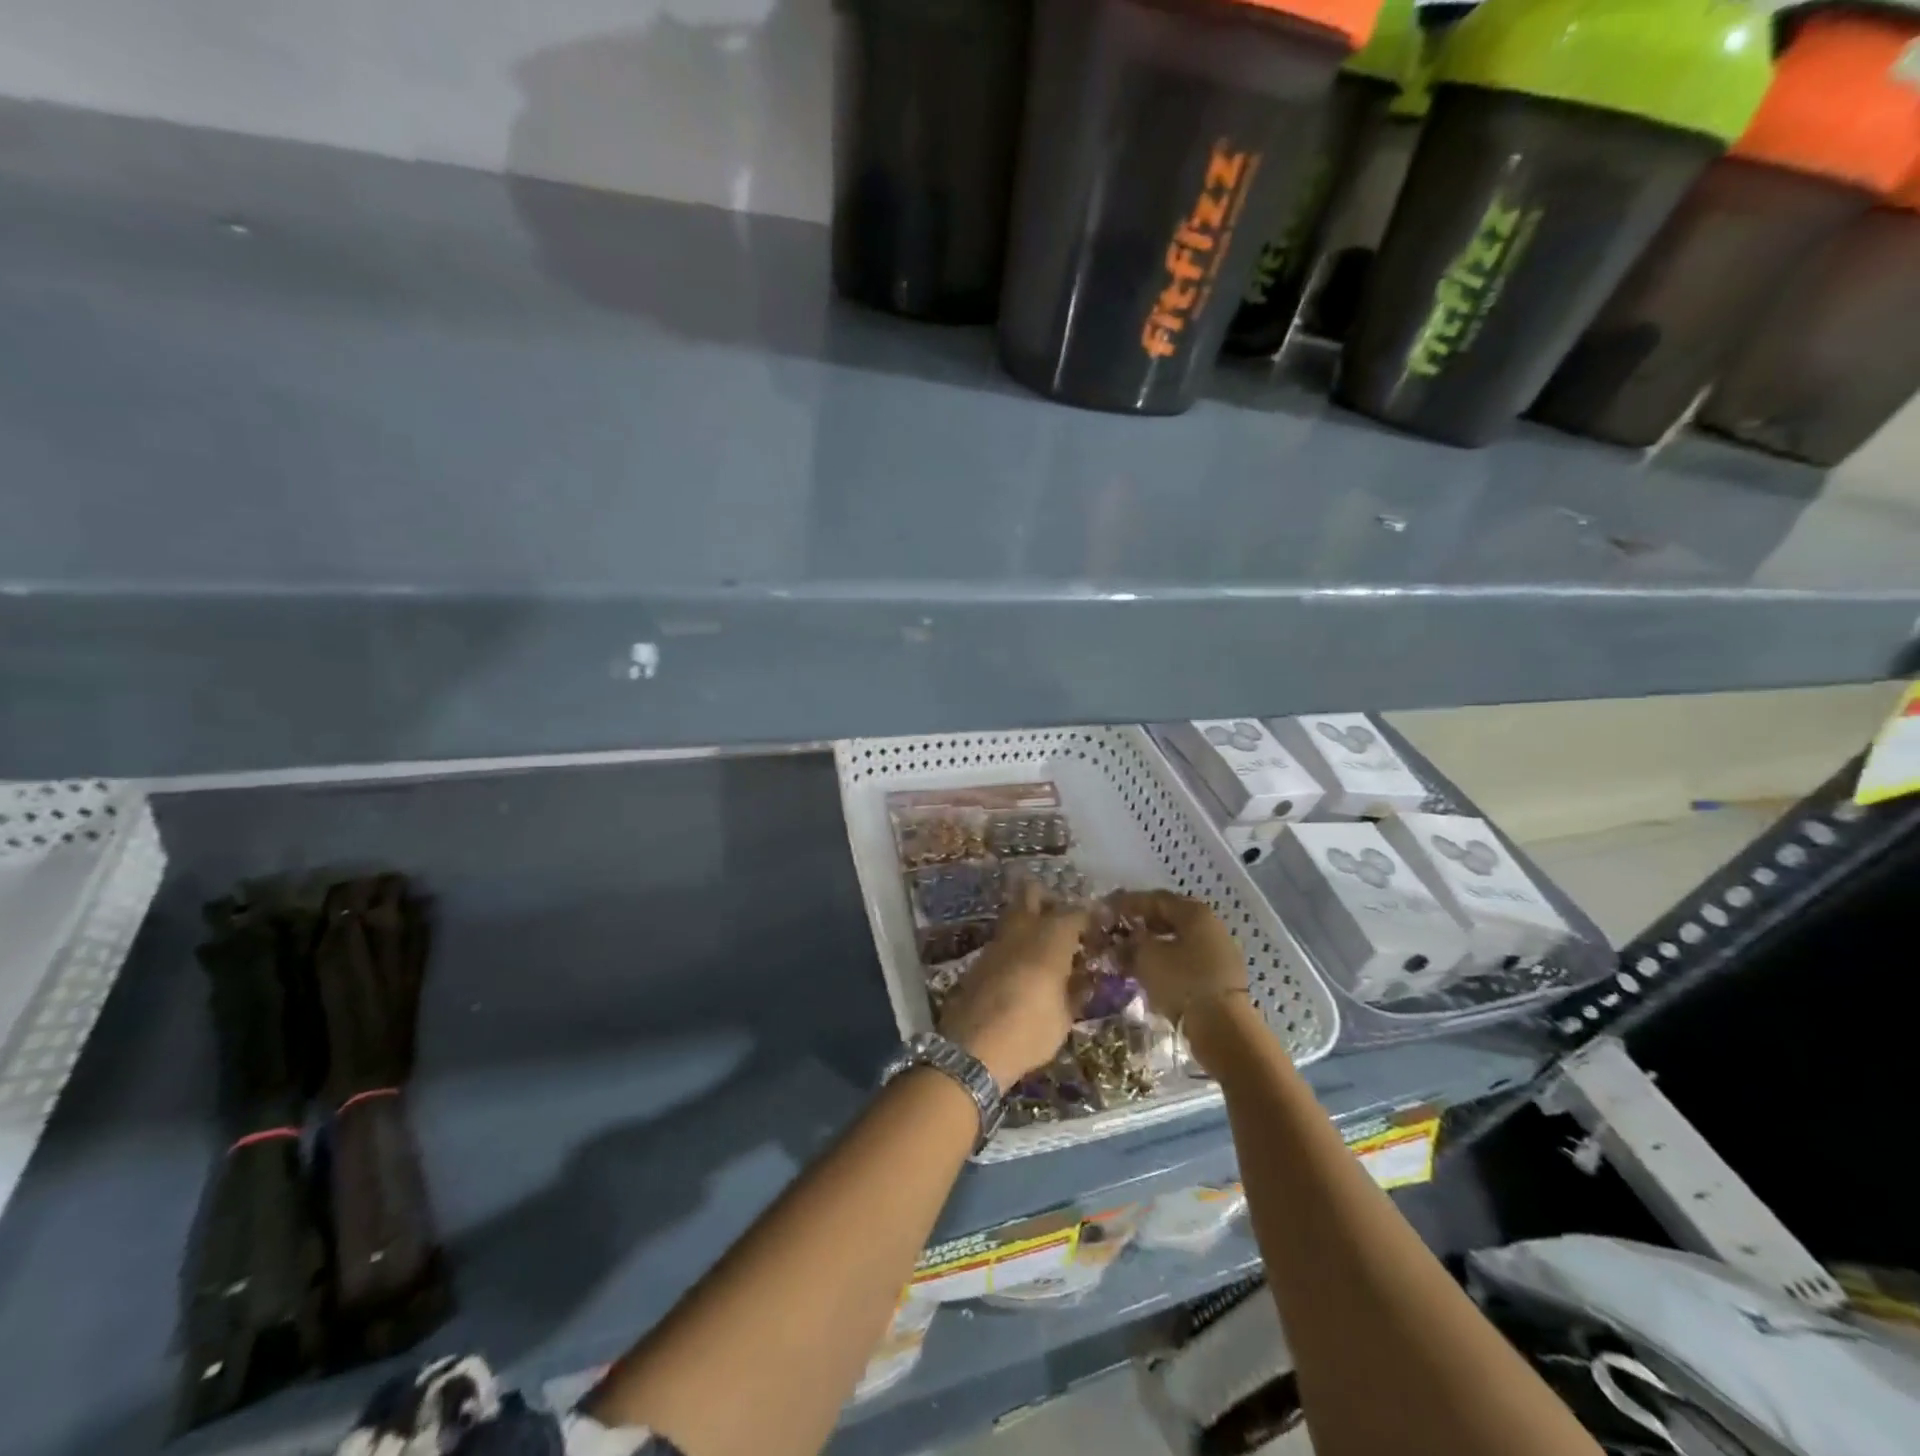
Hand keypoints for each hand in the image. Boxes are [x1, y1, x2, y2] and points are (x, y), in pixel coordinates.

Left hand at [939, 882, 1087, 1090]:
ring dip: (1028, 919)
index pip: (1074, 912)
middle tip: (1063, 920)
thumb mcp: (1064, 1017)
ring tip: (1044, 943)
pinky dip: (1015, 942)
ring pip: (1013, 913)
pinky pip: (1002, 937)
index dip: (1088, 916)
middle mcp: (1022, 930)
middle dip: (1048, 899)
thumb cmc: (1029, 1030)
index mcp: (1050, 939)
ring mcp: (996, 941)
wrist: (972, 1048)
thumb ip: (1075, 992)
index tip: (1098, 926)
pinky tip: (1023, 964)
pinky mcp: (980, 958)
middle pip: (1032, 893)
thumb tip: (1083, 980)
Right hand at [1107, 892, 1253, 1066]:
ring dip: (1154, 945)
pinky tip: (1150, 973)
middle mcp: (1211, 925)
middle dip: (1142, 924)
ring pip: (1179, 941)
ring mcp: (1219, 952)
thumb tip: (1121, 942)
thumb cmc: (1182, 982)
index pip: (1155, 899)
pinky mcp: (1221, 977)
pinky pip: (1188, 961)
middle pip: (1169, 918)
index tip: (1107, 910)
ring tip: (1130, 955)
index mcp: (1194, 912)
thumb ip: (1130, 944)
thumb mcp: (1146, 958)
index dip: (1128, 903)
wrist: (1223, 1028)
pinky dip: (1167, 962)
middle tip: (1118, 932)